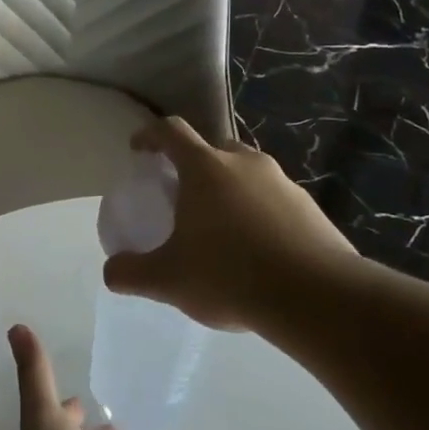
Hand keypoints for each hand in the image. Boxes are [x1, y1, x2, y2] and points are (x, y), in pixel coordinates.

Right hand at [103, 116, 357, 332]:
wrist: (317, 298)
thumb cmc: (230, 275)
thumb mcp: (168, 279)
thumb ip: (132, 273)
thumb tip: (111, 273)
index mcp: (205, 168)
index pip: (171, 131)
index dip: (150, 135)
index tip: (139, 151)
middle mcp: (245, 163)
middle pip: (212, 149)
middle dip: (193, 166)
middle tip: (183, 197)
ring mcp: (283, 183)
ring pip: (247, 174)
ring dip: (229, 191)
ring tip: (221, 230)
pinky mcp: (311, 208)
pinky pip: (275, 200)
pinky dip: (259, 214)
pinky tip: (257, 252)